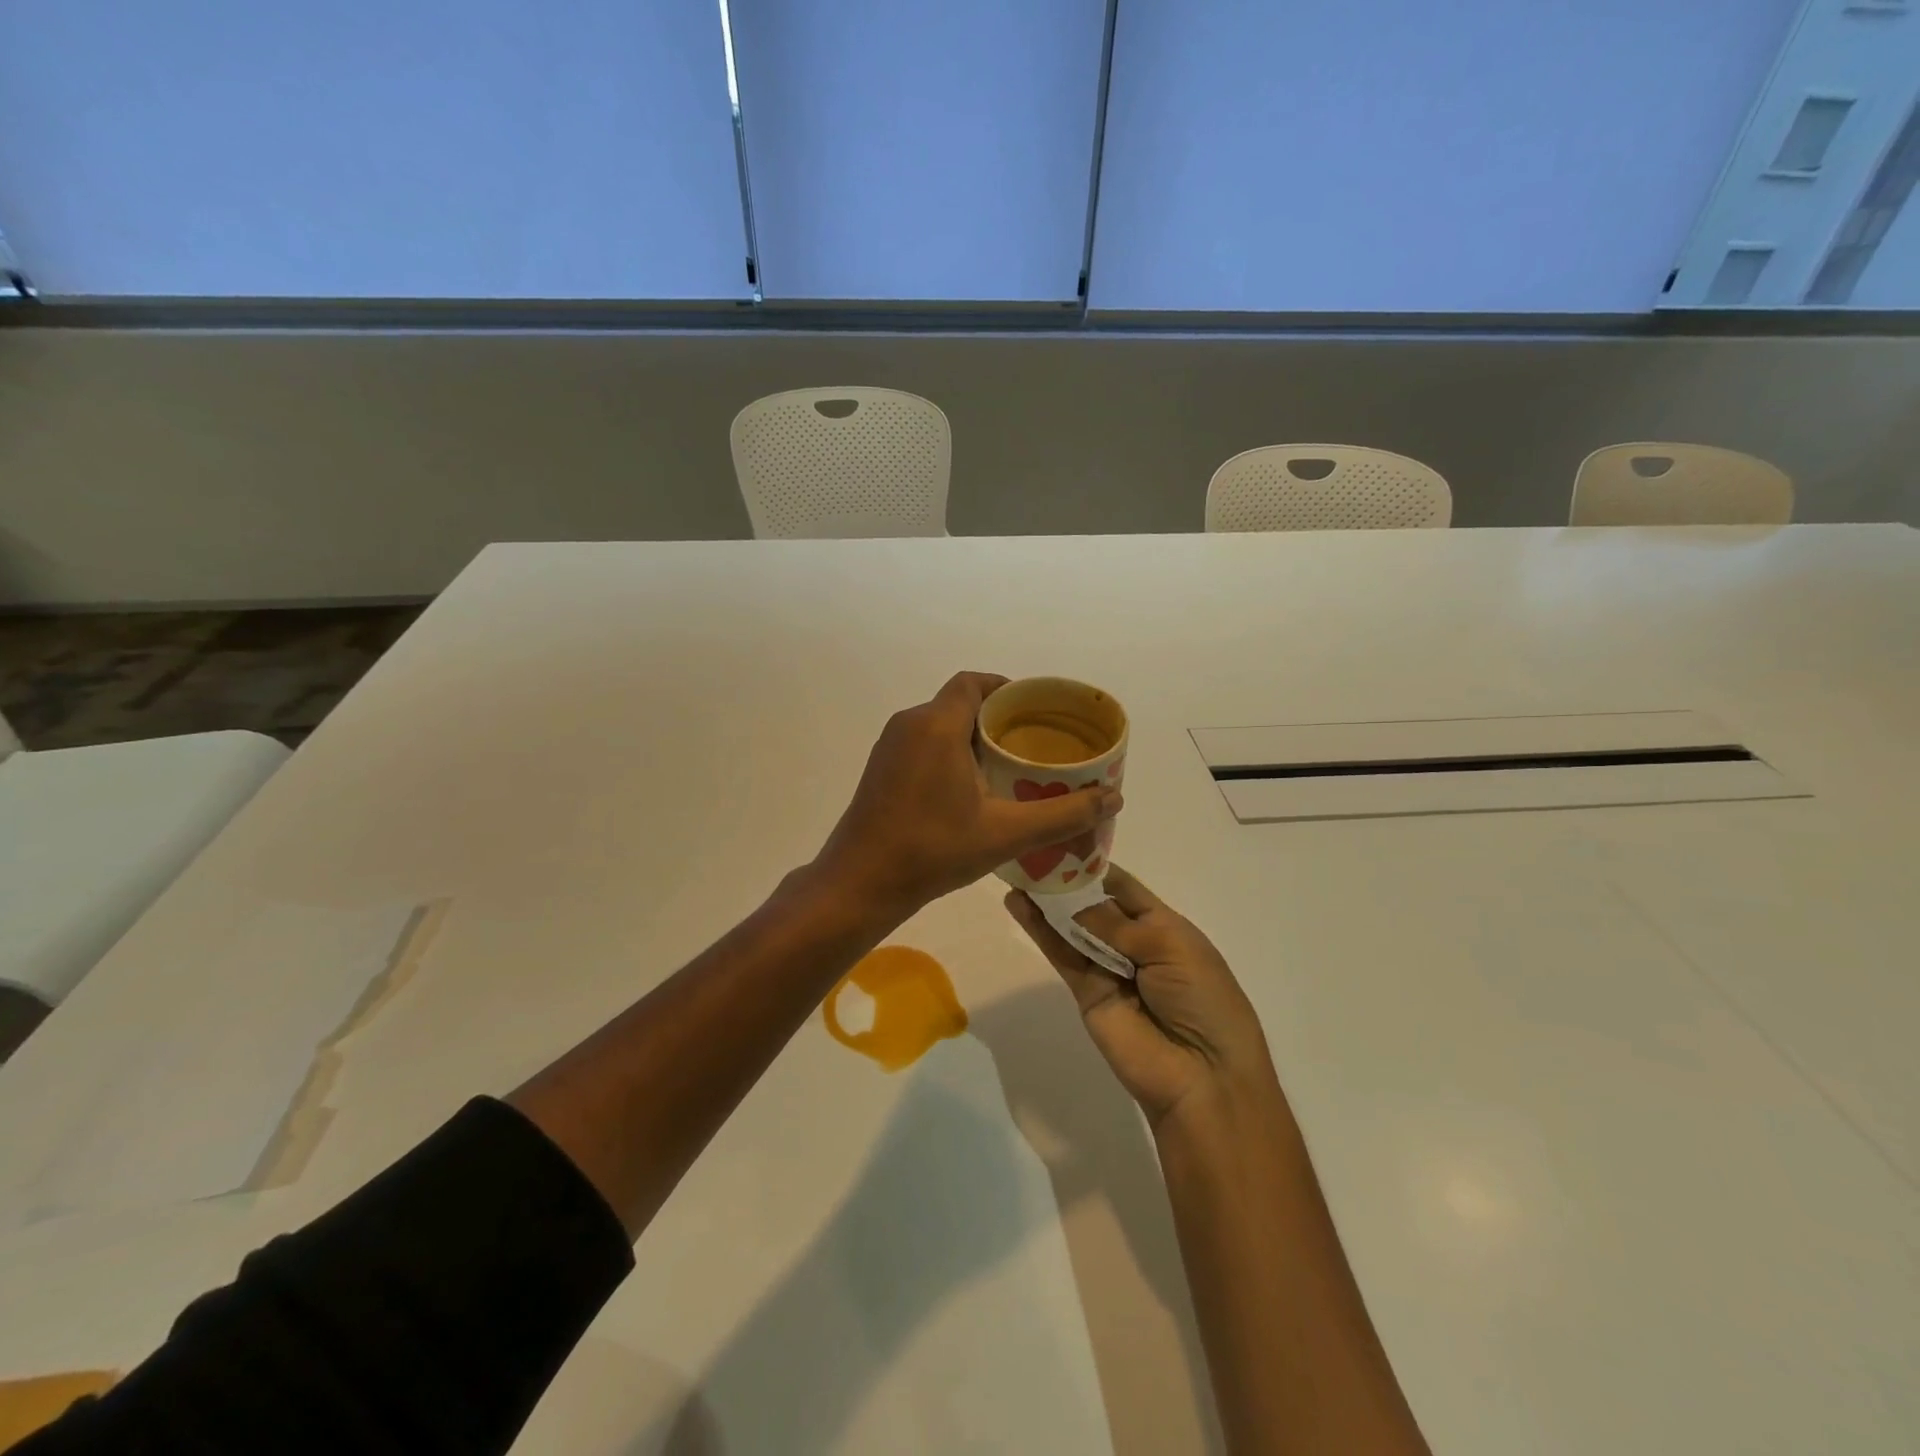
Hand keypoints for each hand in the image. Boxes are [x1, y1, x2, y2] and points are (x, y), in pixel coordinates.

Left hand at [815, 672, 1122, 922]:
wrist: (860, 883)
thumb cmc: (932, 850)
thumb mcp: (1006, 833)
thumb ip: (1063, 815)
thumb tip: (1115, 798)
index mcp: (936, 725)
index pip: (973, 683)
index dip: (1006, 689)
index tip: (1035, 712)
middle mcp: (909, 724)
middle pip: (959, 702)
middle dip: (996, 718)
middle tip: (1032, 745)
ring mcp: (890, 747)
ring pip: (940, 724)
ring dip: (972, 737)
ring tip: (1009, 766)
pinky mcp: (881, 768)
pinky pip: (923, 743)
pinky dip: (950, 752)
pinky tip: (971, 788)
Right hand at [1006, 864, 1276, 1130]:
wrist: (1203, 1076)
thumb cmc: (1203, 1001)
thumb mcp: (1171, 947)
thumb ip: (1118, 923)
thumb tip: (1075, 903)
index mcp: (1167, 927)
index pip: (1126, 889)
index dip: (1097, 867)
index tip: (1064, 840)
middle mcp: (1136, 943)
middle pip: (1095, 905)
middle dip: (1068, 881)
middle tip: (1032, 852)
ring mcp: (1109, 968)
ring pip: (1074, 927)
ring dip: (1048, 902)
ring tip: (1018, 871)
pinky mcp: (1086, 992)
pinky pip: (1063, 955)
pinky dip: (1040, 930)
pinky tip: (1019, 904)